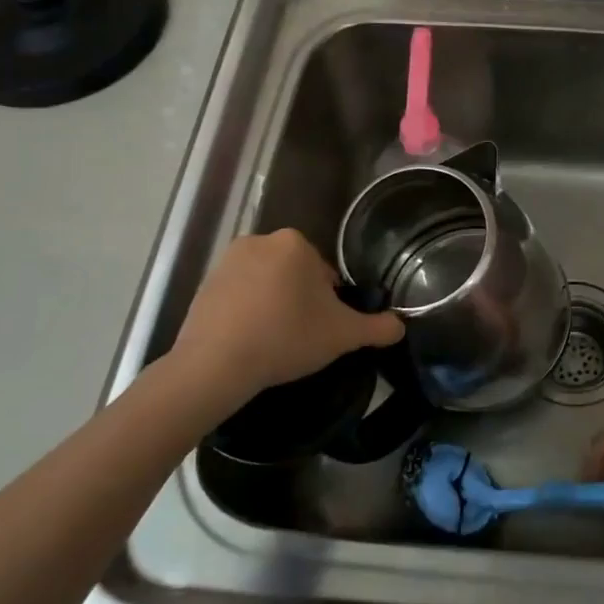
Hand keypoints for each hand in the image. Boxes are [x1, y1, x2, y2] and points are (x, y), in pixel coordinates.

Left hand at [167, 229, 404, 407]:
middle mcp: (260, 240)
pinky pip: (239, 296)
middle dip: (301, 301)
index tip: (324, 329)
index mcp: (296, 243)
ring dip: (275, 306)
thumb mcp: (344, 335)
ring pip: (267, 284)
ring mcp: (227, 261)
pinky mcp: (203, 284)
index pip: (326, 273)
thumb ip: (378, 328)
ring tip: (275, 342)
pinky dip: (247, 313)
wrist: (217, 363)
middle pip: (295, 275)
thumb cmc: (287, 337)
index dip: (330, 303)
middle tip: (302, 337)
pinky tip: (249, 342)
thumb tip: (400, 326)